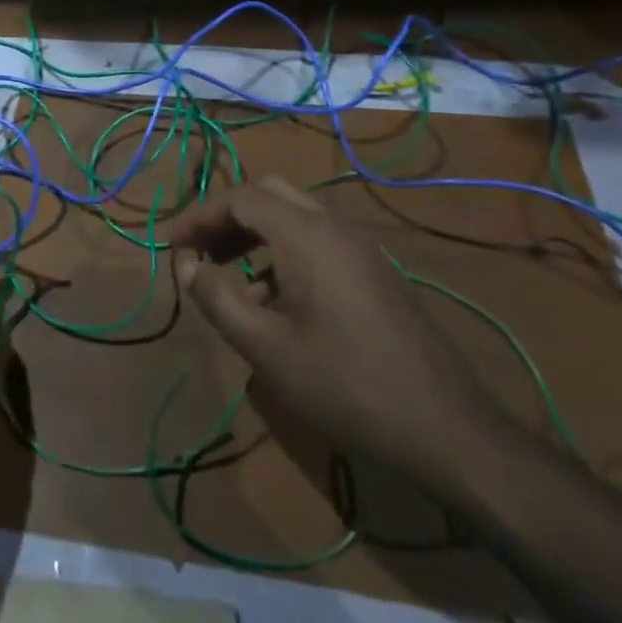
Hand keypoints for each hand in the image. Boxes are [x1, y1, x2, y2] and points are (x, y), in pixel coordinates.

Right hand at [167, 177, 500, 481]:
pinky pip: (318, 238)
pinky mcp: (375, 270)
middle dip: (228, 217)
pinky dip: (285, 249)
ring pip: (295, 215)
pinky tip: (276, 300)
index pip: (240, 198)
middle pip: (269, 194)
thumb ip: (217, 298)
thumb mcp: (267, 348)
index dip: (200, 216)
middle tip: (202, 252)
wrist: (446, 428)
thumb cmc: (345, 384)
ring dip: (256, 232)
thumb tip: (186, 264)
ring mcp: (361, 246)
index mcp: (306, 234)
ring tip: (230, 276)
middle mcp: (334, 225)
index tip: (174, 246)